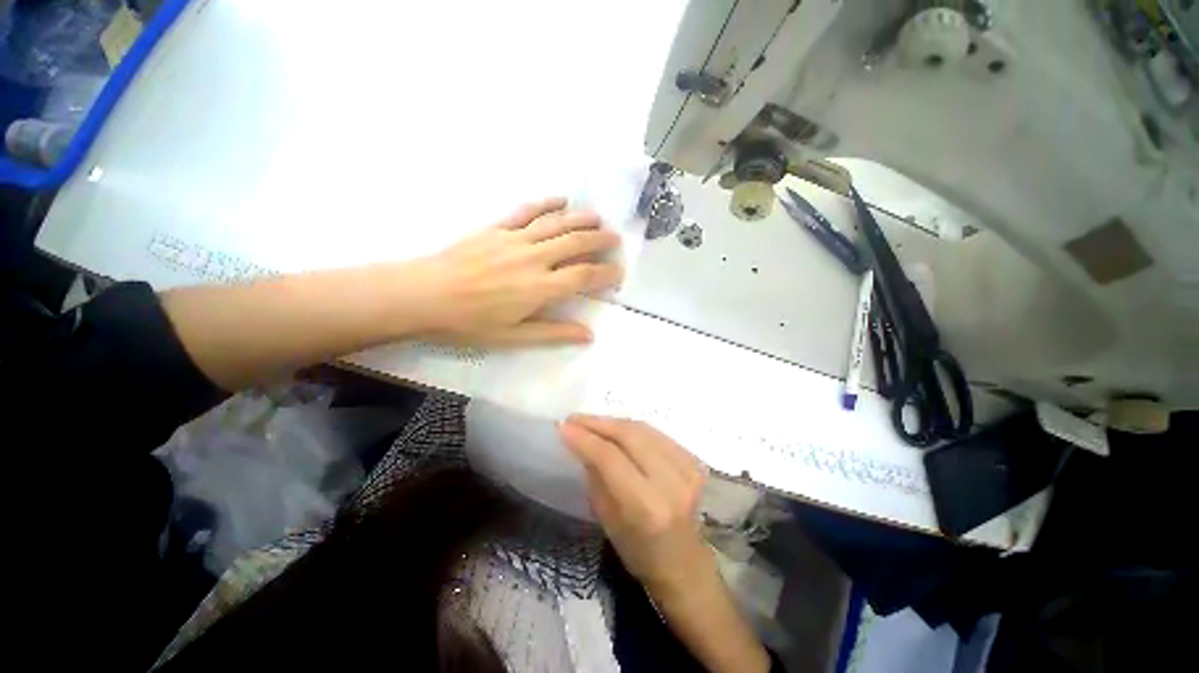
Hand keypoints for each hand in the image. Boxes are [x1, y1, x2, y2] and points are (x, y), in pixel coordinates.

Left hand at [403, 198, 622, 346]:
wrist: (425, 295)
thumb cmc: (470, 323)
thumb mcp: (514, 337)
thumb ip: (553, 333)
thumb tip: (588, 335)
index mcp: (540, 288)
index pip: (584, 276)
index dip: (606, 273)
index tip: (618, 272)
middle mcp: (534, 259)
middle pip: (576, 243)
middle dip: (600, 240)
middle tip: (615, 239)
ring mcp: (515, 239)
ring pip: (557, 223)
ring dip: (581, 219)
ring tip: (598, 219)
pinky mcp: (497, 228)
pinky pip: (527, 211)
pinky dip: (546, 203)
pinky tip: (561, 199)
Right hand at [560, 416, 712, 594]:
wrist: (685, 563)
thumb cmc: (639, 552)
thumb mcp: (607, 520)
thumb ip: (595, 476)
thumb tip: (580, 441)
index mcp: (648, 507)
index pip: (611, 458)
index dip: (585, 438)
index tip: (563, 426)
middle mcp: (672, 482)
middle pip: (629, 435)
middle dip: (598, 423)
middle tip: (574, 420)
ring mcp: (688, 468)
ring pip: (643, 429)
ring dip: (613, 422)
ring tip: (591, 422)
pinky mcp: (694, 460)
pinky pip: (656, 433)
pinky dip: (632, 428)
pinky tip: (616, 429)